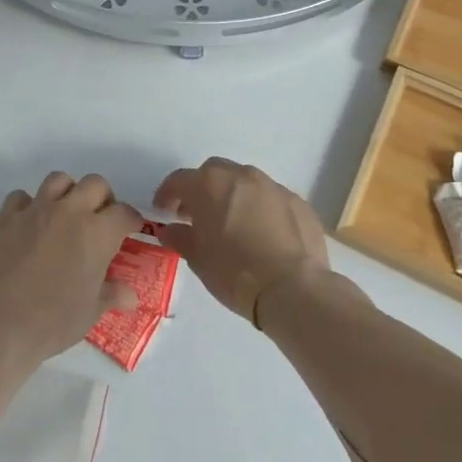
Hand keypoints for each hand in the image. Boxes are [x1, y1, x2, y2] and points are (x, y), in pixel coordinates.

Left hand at [0, 172, 142, 362]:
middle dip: (103, 198)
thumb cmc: (53, 320)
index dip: (131, 220)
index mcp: (97, 233)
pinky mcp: (6, 217)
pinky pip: (21, 197)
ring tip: (66, 215)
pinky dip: (29, 205)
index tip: (130, 230)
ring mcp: (35, 210)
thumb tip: (130, 296)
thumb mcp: (90, 312)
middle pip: (95, 184)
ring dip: (68, 192)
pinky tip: (29, 224)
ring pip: (59, 179)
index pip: (124, 213)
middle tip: (100, 220)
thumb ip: (111, 295)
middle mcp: (68, 212)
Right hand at [154, 158, 328, 323]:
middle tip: (198, 214)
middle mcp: (241, 176)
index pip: (179, 180)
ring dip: (234, 196)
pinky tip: (263, 234)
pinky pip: (272, 199)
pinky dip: (262, 209)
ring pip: (246, 182)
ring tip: (233, 222)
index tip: (163, 210)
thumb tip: (171, 230)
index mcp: (209, 184)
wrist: (292, 288)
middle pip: (214, 172)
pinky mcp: (298, 203)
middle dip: (202, 189)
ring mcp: (273, 187)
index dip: (167, 194)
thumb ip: (180, 237)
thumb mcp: (197, 258)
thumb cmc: (233, 271)